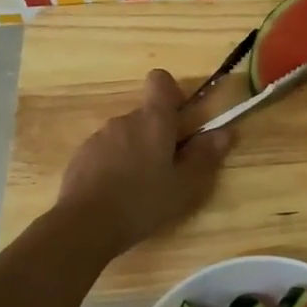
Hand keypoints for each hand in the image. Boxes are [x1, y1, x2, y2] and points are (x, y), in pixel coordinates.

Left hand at [57, 70, 231, 255]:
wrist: (84, 225)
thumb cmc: (143, 202)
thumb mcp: (184, 185)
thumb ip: (205, 156)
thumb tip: (226, 131)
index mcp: (153, 120)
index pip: (160, 81)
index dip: (173, 94)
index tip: (181, 121)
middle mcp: (125, 120)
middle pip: (146, 115)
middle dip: (159, 135)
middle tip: (168, 169)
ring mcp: (99, 137)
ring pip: (126, 135)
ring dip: (136, 151)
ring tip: (141, 187)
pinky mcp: (81, 156)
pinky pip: (106, 151)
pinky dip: (114, 165)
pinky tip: (117, 194)